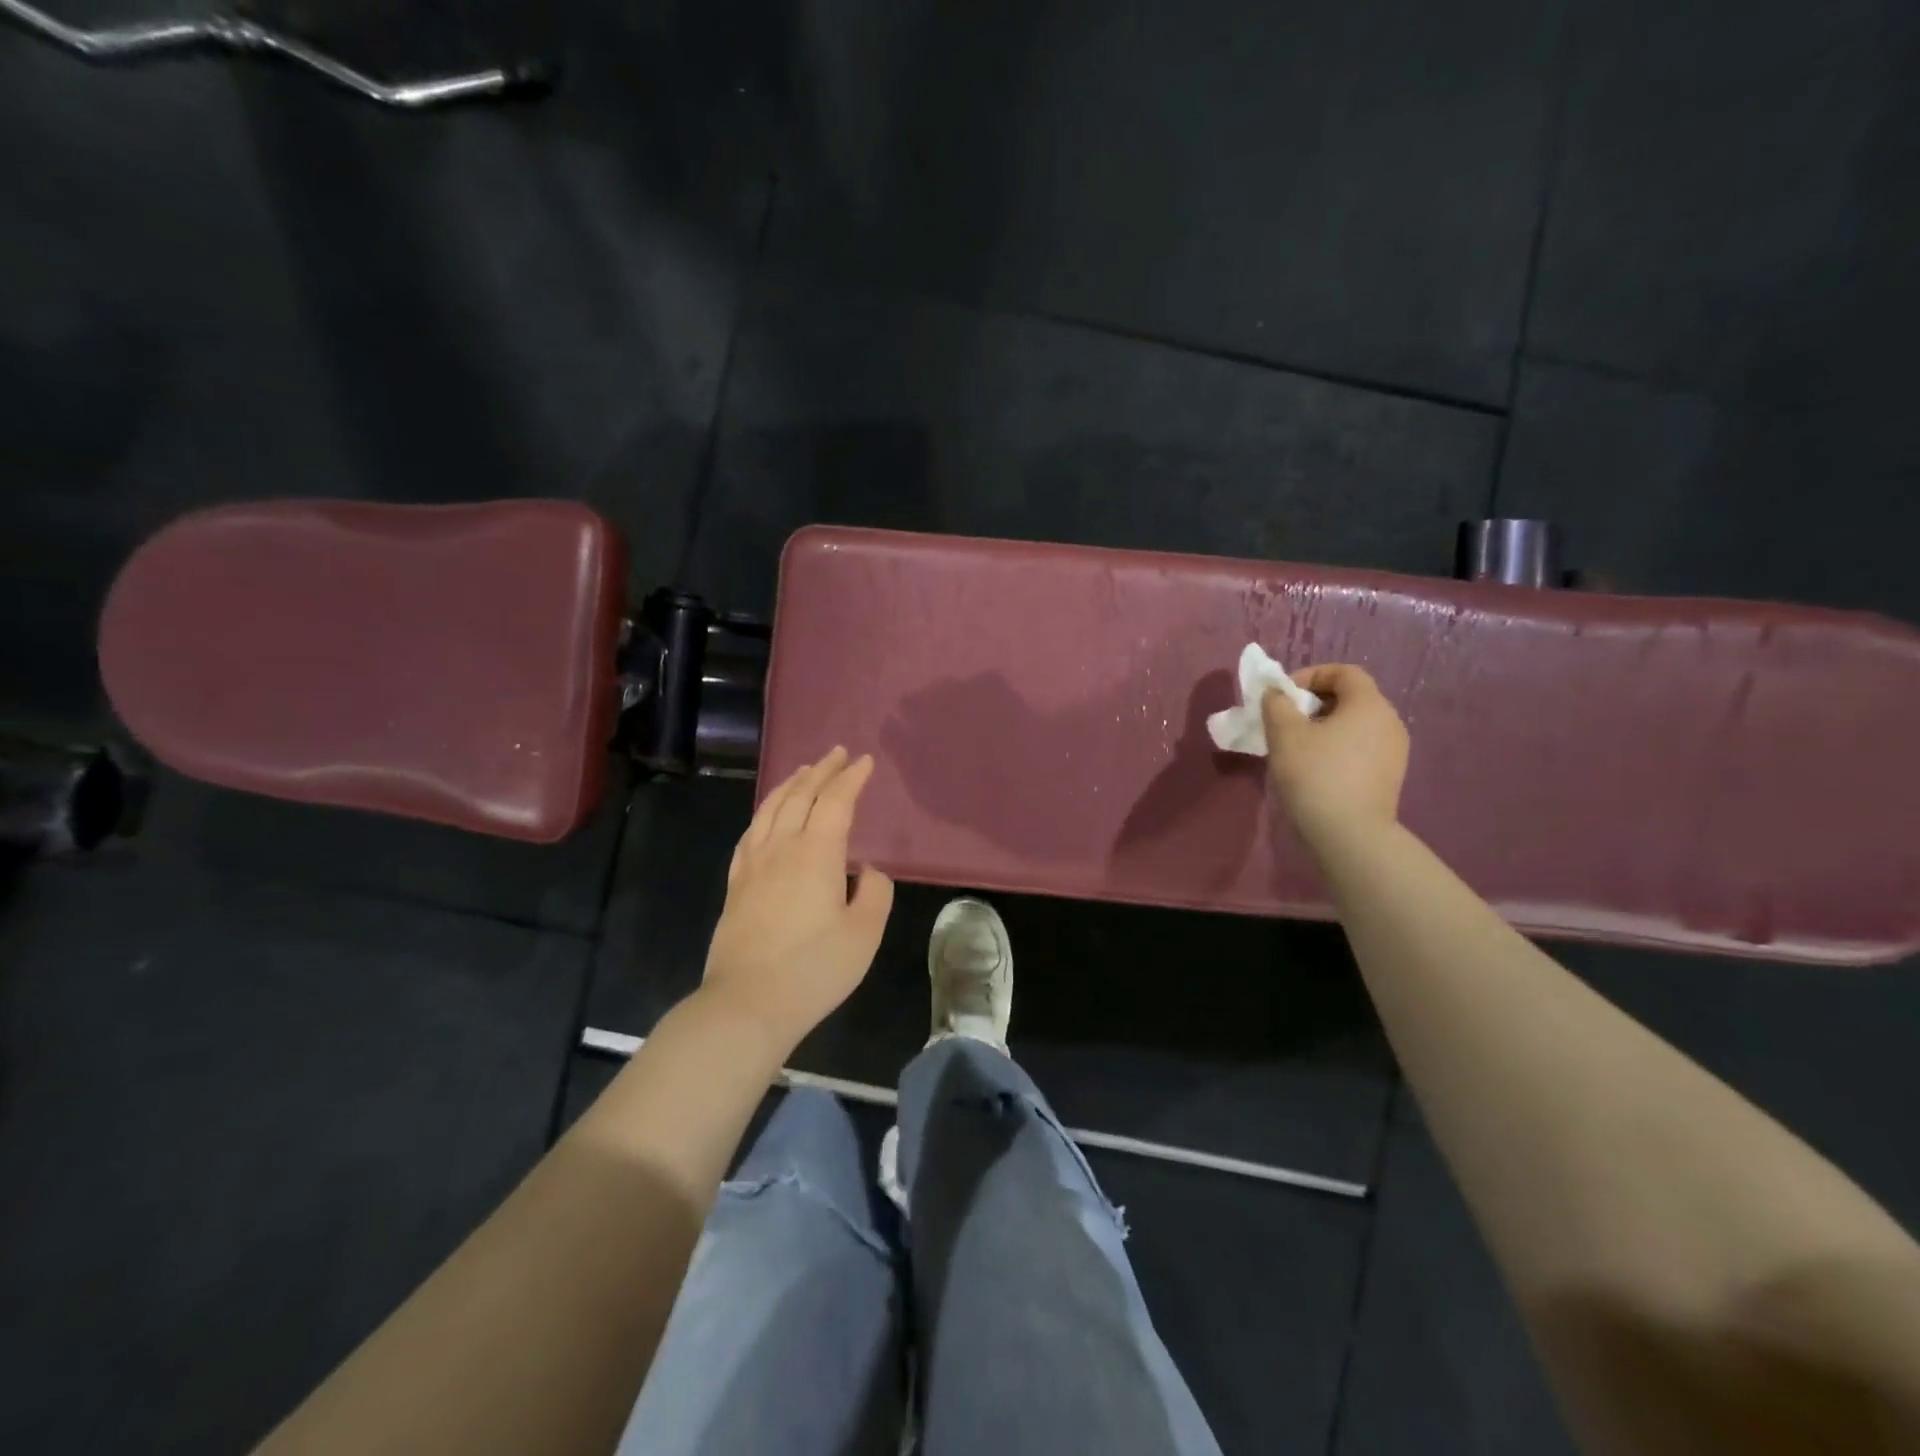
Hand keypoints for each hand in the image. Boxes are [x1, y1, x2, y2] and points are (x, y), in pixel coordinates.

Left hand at [701, 747, 894, 1051]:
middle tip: (837, 753)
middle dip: (822, 770)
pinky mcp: (736, 884)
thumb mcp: (865, 933)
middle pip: (800, 795)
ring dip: (791, 784)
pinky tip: (768, 815)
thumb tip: (865, 870)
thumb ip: (874, 892)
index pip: (835, 801)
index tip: (864, 761)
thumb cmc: (815, 969)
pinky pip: (750, 833)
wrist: (748, 1003)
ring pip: (771, 809)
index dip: (851, 778)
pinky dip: (764, 812)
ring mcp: (753, 864)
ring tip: (804, 771)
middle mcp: (781, 848)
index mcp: (816, 853)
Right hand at [1261, 664, 1409, 845]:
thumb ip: (1277, 704)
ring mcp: (1394, 751)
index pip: (1344, 672)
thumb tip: (1277, 694)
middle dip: (1314, 703)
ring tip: (1296, 747)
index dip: (1311, 675)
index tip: (1283, 696)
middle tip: (1285, 721)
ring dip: (1324, 727)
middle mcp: (1389, 721)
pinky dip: (1336, 748)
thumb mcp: (1284, 734)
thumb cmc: (1316, 775)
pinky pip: (1360, 748)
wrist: (1350, 835)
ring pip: (1355, 725)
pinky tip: (1315, 770)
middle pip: (1351, 698)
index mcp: (1369, 704)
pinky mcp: (1389, 776)